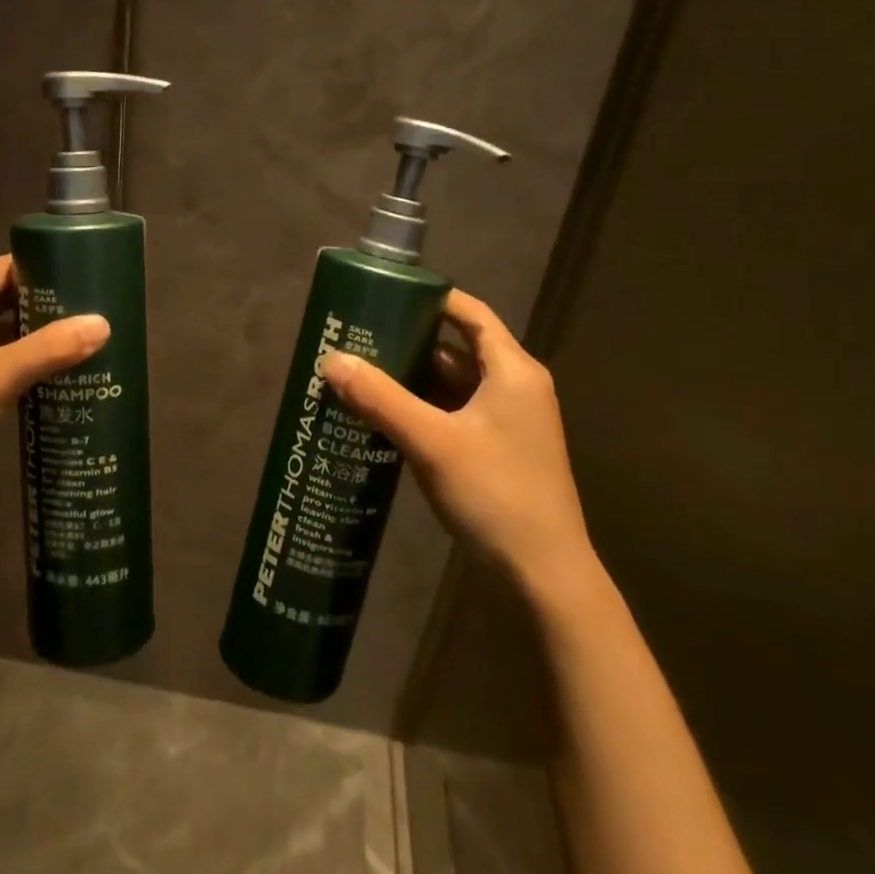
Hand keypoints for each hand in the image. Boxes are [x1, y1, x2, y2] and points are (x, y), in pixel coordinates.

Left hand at [0, 255, 108, 500]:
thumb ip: (48, 349)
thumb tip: (104, 323)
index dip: (41, 267)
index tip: (84, 272)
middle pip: (0, 298)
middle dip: (44, 302)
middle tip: (92, 305)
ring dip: (34, 332)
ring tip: (83, 332)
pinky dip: (22, 359)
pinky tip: (56, 367)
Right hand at [320, 288, 595, 596]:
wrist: (543, 578)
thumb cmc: (495, 495)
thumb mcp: (432, 442)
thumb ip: (380, 398)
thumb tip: (331, 359)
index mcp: (511, 371)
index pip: (470, 313)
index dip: (430, 298)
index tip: (384, 295)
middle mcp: (514, 388)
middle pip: (456, 349)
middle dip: (408, 342)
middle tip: (358, 337)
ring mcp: (507, 422)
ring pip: (452, 385)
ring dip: (411, 379)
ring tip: (360, 373)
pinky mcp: (496, 451)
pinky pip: (453, 414)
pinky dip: (422, 409)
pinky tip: (383, 416)